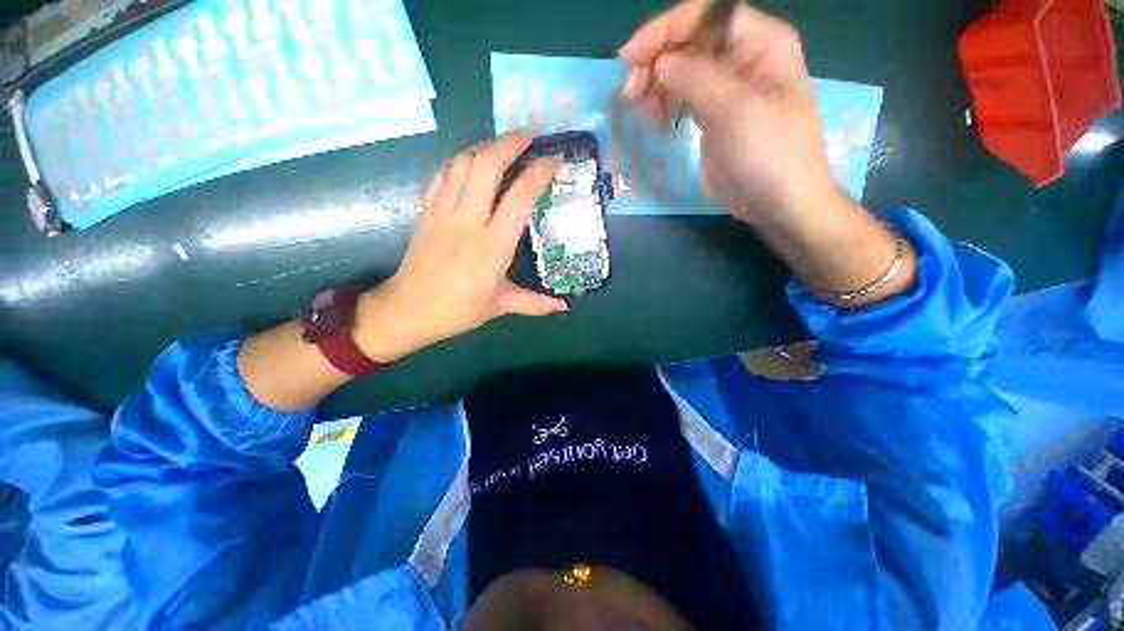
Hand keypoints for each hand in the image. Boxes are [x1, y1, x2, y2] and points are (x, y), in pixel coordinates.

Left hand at [354, 130, 566, 362]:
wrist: (408, 310)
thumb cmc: (459, 310)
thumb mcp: (501, 306)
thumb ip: (535, 303)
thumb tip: (564, 306)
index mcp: (493, 246)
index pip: (519, 198)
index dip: (538, 173)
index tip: (554, 159)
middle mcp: (468, 221)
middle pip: (486, 166)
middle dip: (510, 143)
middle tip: (529, 134)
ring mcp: (443, 212)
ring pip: (462, 163)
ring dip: (484, 146)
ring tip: (503, 143)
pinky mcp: (427, 211)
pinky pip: (443, 174)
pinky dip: (460, 160)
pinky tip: (471, 160)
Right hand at [618, 2, 840, 225]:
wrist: (778, 203)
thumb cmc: (768, 154)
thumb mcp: (735, 110)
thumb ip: (695, 78)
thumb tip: (659, 62)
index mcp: (760, 41)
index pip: (707, 14)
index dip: (666, 29)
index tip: (631, 57)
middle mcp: (743, 56)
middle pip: (689, 41)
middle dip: (656, 59)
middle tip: (630, 91)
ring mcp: (726, 87)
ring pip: (682, 69)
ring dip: (656, 83)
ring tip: (640, 108)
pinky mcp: (713, 115)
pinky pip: (683, 96)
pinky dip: (665, 102)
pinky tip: (655, 118)